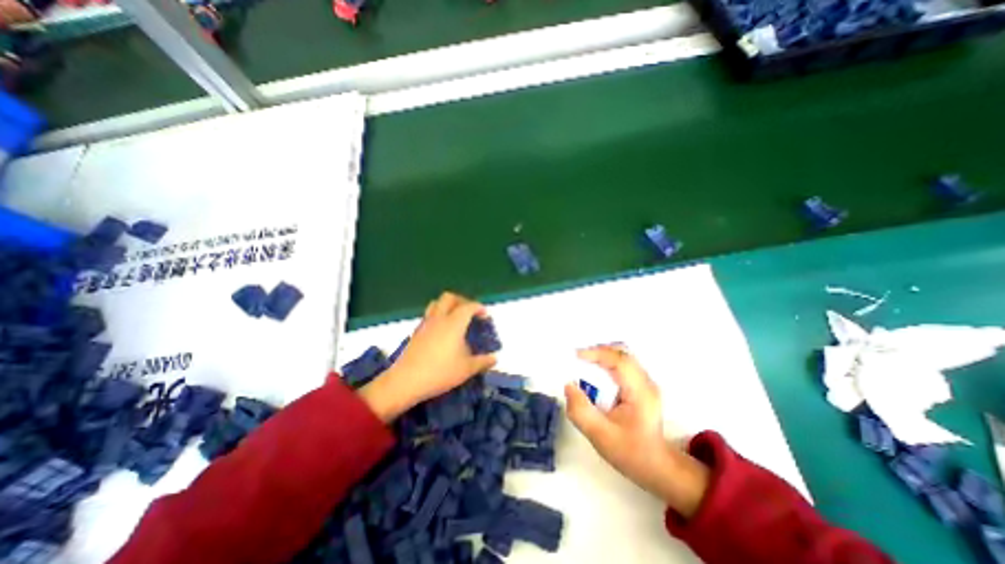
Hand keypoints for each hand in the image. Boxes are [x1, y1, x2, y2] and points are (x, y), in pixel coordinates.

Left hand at [360, 294, 495, 420]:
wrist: (407, 381)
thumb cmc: (440, 372)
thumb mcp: (467, 369)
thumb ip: (483, 362)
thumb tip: (494, 359)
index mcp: (454, 323)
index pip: (469, 306)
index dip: (479, 308)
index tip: (485, 316)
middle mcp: (440, 318)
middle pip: (450, 297)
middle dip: (462, 301)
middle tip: (469, 312)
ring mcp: (426, 323)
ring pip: (436, 303)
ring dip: (448, 305)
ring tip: (455, 318)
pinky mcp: (416, 331)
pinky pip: (429, 314)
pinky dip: (438, 315)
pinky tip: (442, 331)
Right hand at [562, 342, 710, 518]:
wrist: (656, 467)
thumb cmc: (630, 452)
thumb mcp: (600, 436)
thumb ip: (581, 411)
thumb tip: (568, 386)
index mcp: (640, 392)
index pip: (619, 361)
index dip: (597, 353)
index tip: (575, 356)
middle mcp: (646, 381)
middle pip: (621, 353)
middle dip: (597, 351)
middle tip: (576, 358)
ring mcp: (645, 382)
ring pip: (622, 356)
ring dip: (601, 355)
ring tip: (583, 363)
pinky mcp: (641, 385)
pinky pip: (622, 364)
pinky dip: (606, 362)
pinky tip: (595, 372)